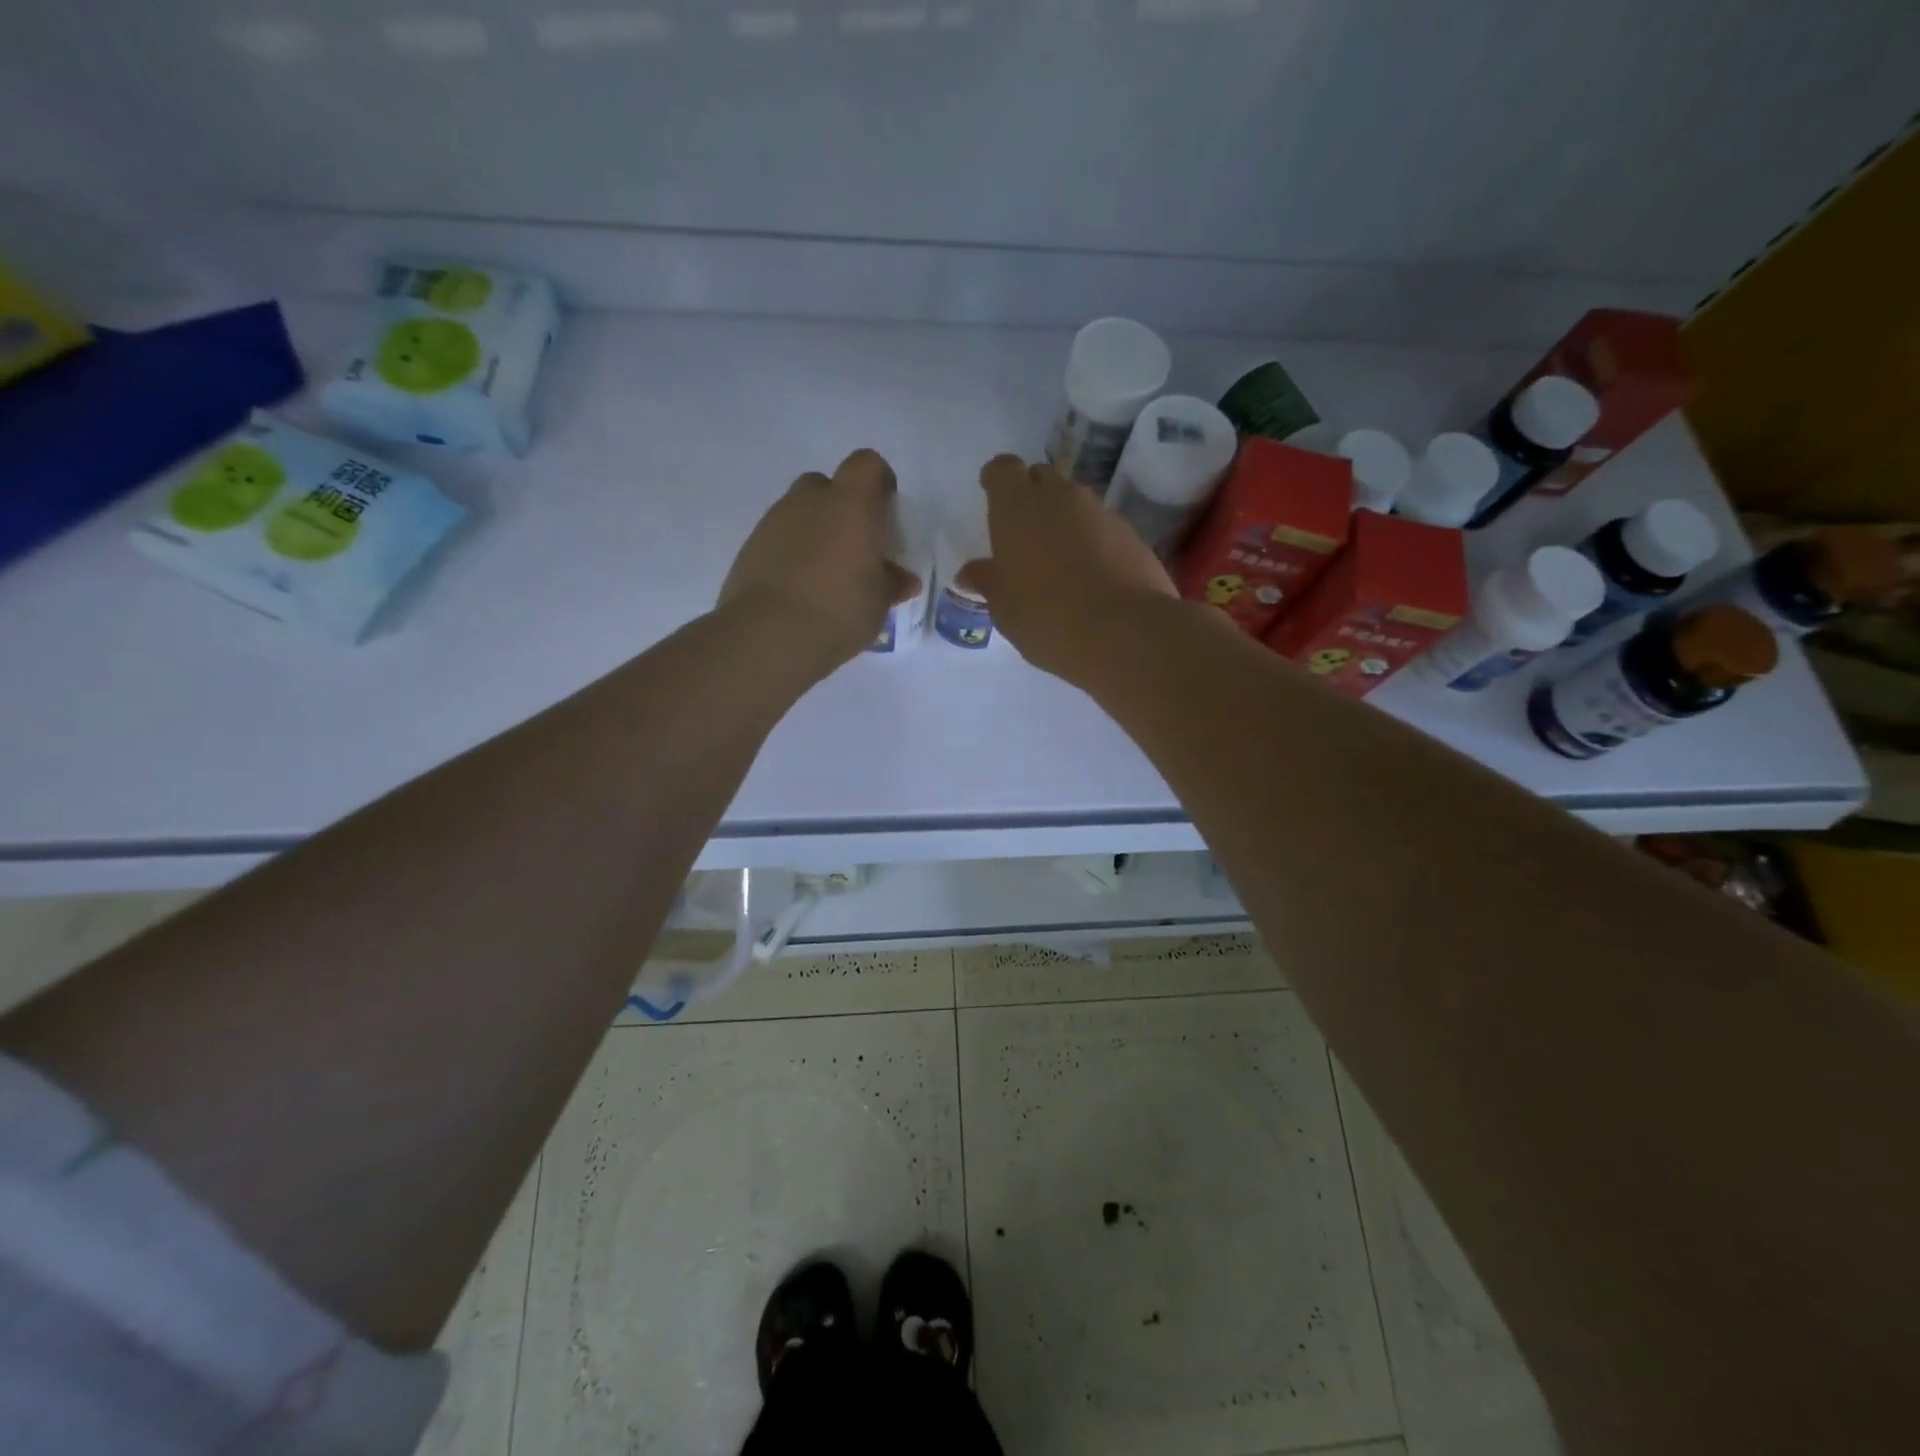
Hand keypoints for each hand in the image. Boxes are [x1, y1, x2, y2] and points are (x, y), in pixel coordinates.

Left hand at [719, 448, 920, 671]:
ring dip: (814, 532)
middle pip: (826, 485)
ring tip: (826, 575)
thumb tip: (902, 579)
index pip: (866, 465)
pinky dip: (790, 554)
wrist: (769, 634)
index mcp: (849, 504)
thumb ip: (891, 583)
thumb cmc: (839, 610)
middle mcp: (808, 501)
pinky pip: (778, 539)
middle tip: (854, 546)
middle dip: (841, 508)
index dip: (878, 480)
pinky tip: (799, 589)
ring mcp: (773, 522)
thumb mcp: (879, 602)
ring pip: (799, 513)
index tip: (886, 510)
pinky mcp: (749, 548)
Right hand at [959, 454, 1180, 678]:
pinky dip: (1093, 541)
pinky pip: (1103, 527)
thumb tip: (969, 573)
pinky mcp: (1131, 534)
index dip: (997, 481)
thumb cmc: (1045, 615)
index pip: (1002, 469)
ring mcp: (1100, 512)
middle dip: (1032, 497)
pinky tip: (1092, 576)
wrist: (1123, 632)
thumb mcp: (1003, 606)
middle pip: (1041, 478)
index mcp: (1017, 506)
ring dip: (1065, 520)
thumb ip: (987, 581)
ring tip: (1059, 560)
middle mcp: (1059, 497)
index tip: (994, 499)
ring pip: (1075, 502)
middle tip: (1025, 534)